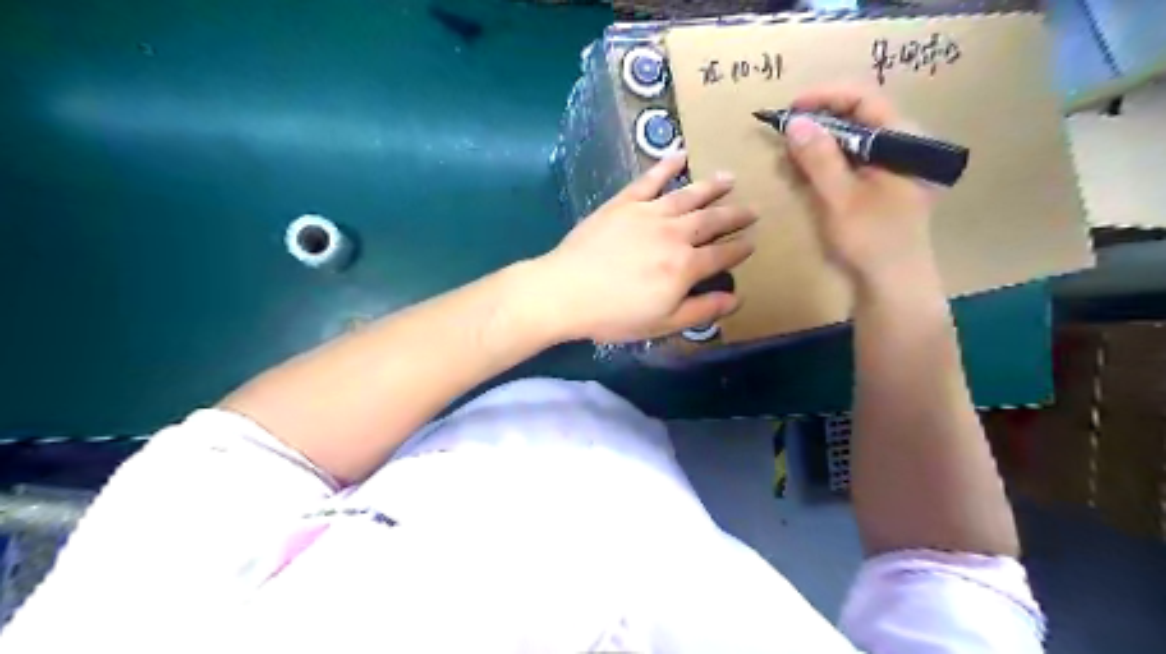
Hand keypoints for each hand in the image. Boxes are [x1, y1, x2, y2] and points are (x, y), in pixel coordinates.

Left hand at [533, 154, 757, 342]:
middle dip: (734, 215)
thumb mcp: (663, 323)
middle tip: (753, 208)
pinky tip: (680, 154)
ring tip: (729, 178)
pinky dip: (666, 166)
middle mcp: (674, 234)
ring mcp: (649, 214)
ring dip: (711, 187)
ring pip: (688, 196)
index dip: (740, 249)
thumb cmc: (615, 315)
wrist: (567, 292)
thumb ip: (702, 311)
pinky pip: (650, 179)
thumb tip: (737, 299)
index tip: (753, 242)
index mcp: (685, 266)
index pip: (722, 255)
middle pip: (711, 221)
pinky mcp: (624, 203)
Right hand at [781, 84, 935, 290]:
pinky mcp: (879, 184)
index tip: (790, 109)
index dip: (826, 97)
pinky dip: (825, 161)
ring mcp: (891, 166)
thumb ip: (819, 158)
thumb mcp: (841, 198)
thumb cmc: (871, 241)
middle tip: (784, 133)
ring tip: (789, 154)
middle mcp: (901, 146)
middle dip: (818, 121)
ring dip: (818, 142)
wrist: (892, 284)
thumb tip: (795, 121)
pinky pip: (850, 160)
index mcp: (904, 141)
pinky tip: (804, 172)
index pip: (865, 99)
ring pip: (851, 138)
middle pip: (858, 116)